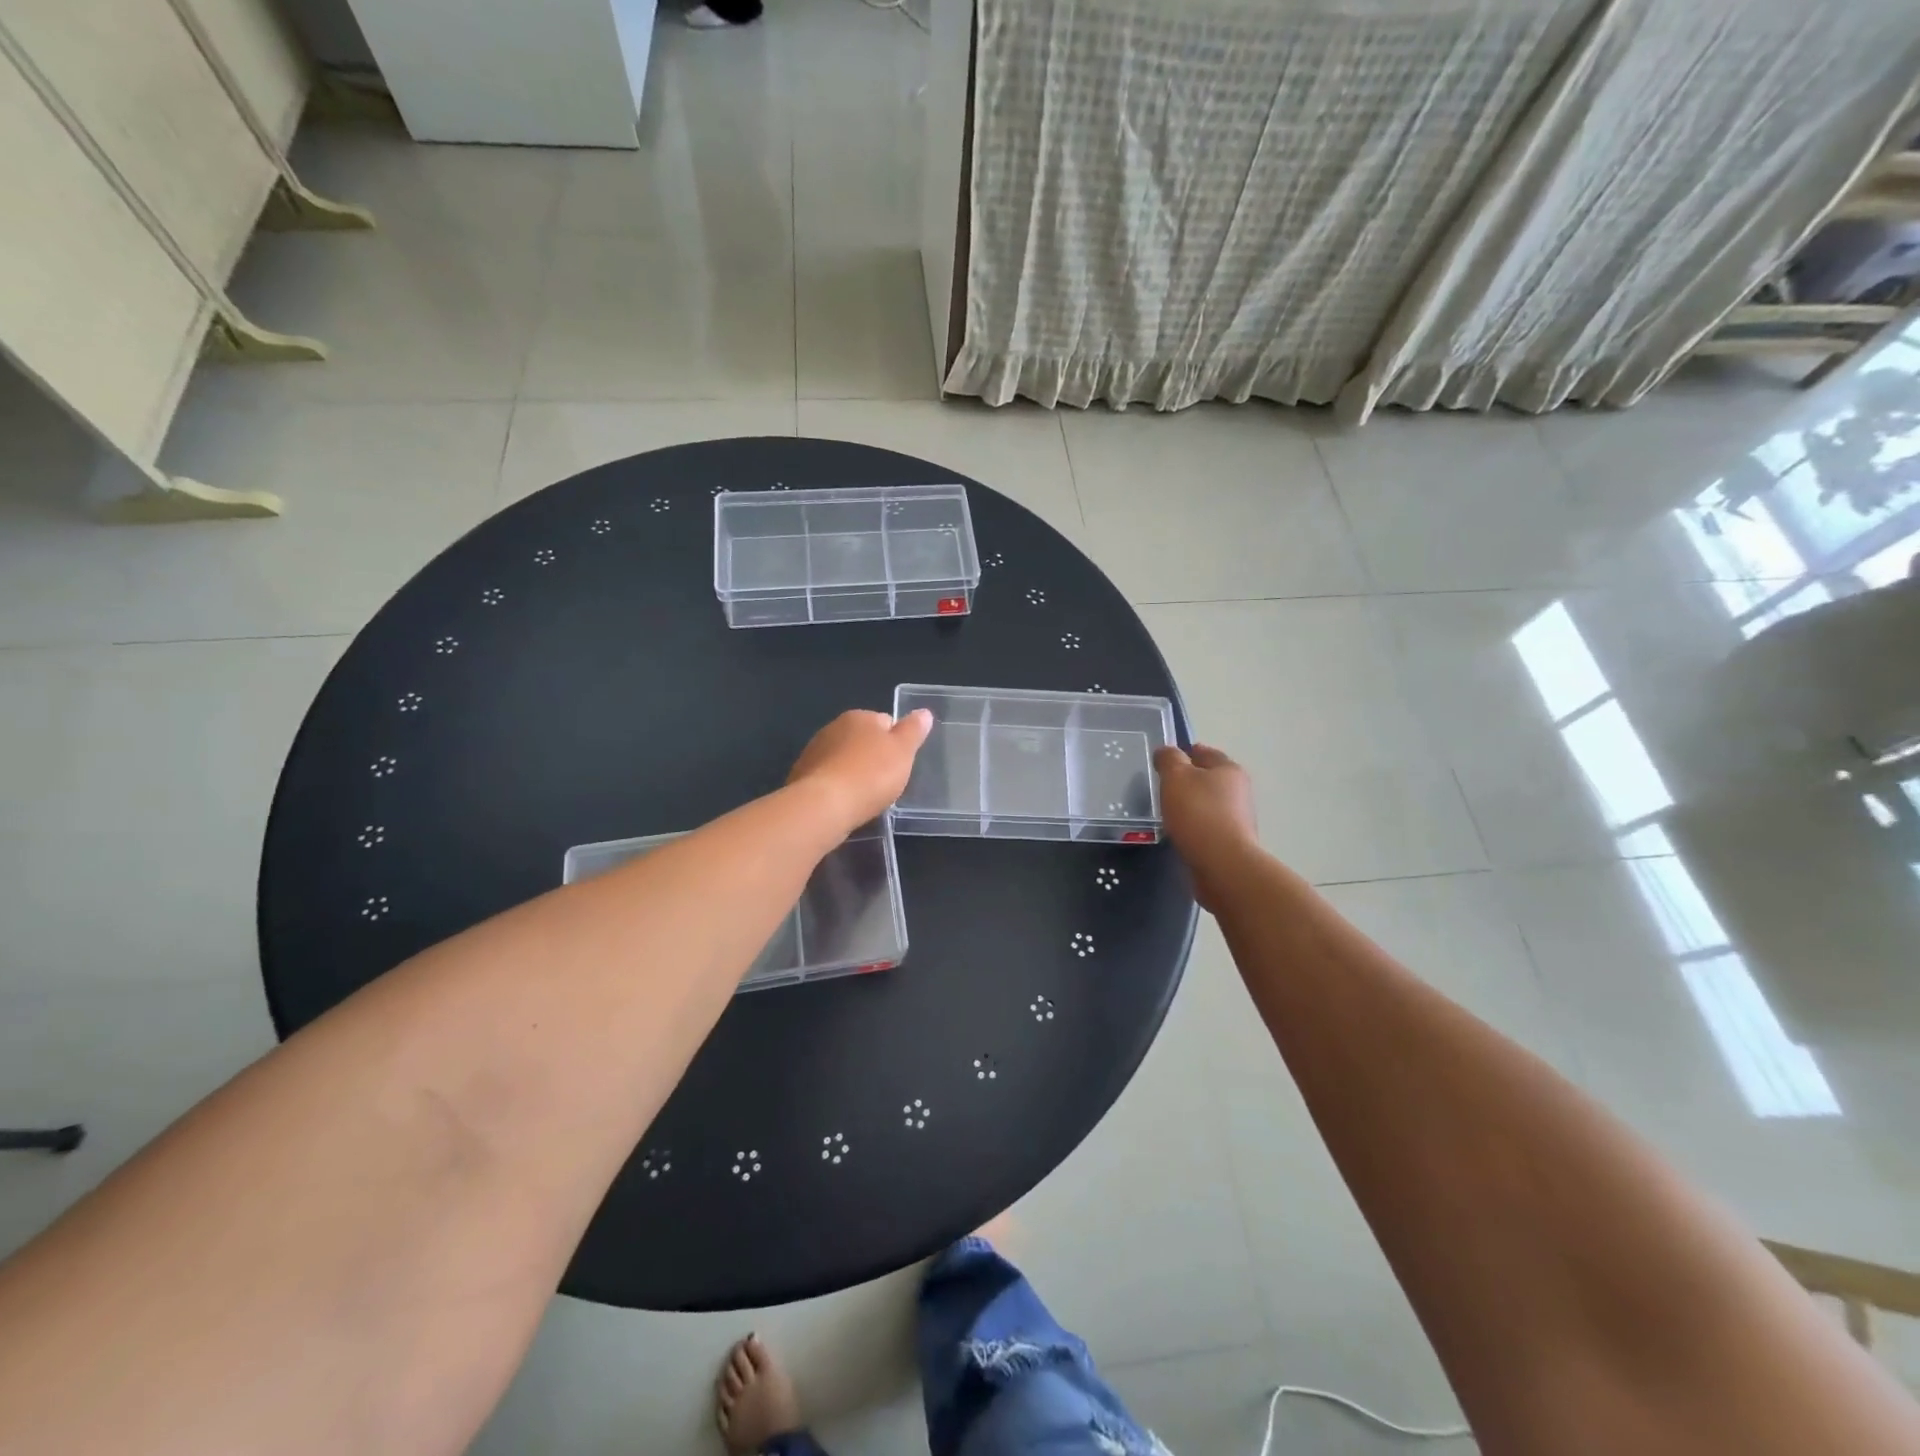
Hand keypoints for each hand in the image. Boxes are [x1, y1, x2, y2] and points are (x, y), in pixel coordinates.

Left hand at [788, 709, 932, 832]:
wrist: (823, 805)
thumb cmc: (871, 774)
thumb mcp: (903, 751)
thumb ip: (914, 730)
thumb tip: (923, 712)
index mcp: (859, 717)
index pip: (885, 722)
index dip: (896, 743)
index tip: (900, 764)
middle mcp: (833, 728)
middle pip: (862, 740)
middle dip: (873, 757)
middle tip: (886, 782)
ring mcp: (814, 752)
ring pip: (843, 760)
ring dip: (854, 773)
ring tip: (866, 797)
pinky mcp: (802, 776)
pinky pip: (828, 778)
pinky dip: (838, 787)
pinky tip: (845, 804)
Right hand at [1154, 744, 1257, 908]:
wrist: (1222, 864)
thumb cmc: (1198, 813)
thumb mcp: (1176, 777)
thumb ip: (1169, 759)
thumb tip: (1167, 752)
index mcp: (1229, 769)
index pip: (1205, 752)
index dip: (1185, 752)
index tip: (1166, 760)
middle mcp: (1239, 791)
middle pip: (1209, 778)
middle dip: (1189, 780)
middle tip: (1163, 786)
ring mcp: (1238, 818)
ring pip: (1209, 804)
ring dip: (1192, 805)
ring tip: (1168, 811)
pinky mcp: (1232, 842)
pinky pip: (1208, 827)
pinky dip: (1195, 826)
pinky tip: (1180, 832)